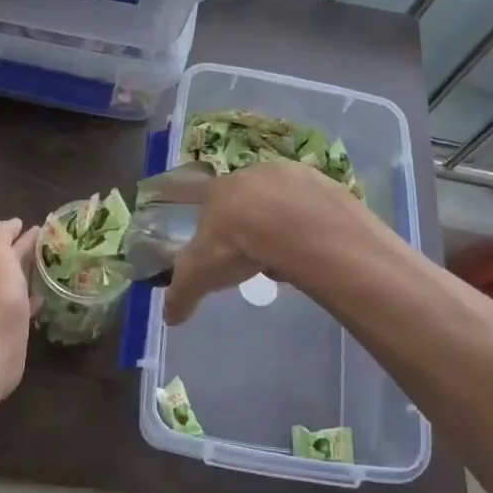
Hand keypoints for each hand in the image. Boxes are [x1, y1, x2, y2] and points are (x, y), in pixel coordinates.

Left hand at [0, 218, 38, 397]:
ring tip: (56, 263)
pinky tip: (48, 294)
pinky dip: (35, 294)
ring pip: (17, 279)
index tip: (38, 225)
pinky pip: (25, 303)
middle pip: (7, 258)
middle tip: (53, 241)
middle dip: (25, 247)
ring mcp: (1, 303)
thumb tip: (14, 224)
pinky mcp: (14, 323)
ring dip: (32, 270)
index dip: (11, 228)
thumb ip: (2, 234)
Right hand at [163, 160, 364, 325]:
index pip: (202, 195)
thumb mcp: (199, 275)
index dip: (207, 214)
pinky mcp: (323, 183)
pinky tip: (312, 246)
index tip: (214, 232)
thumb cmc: (237, 244)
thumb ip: (181, 294)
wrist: (295, 227)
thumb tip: (169, 318)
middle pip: (245, 196)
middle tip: (252, 251)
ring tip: (285, 253)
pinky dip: (310, 222)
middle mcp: (252, 174)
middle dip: (247, 219)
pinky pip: (313, 205)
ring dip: (281, 219)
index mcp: (218, 190)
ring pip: (281, 199)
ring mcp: (290, 175)